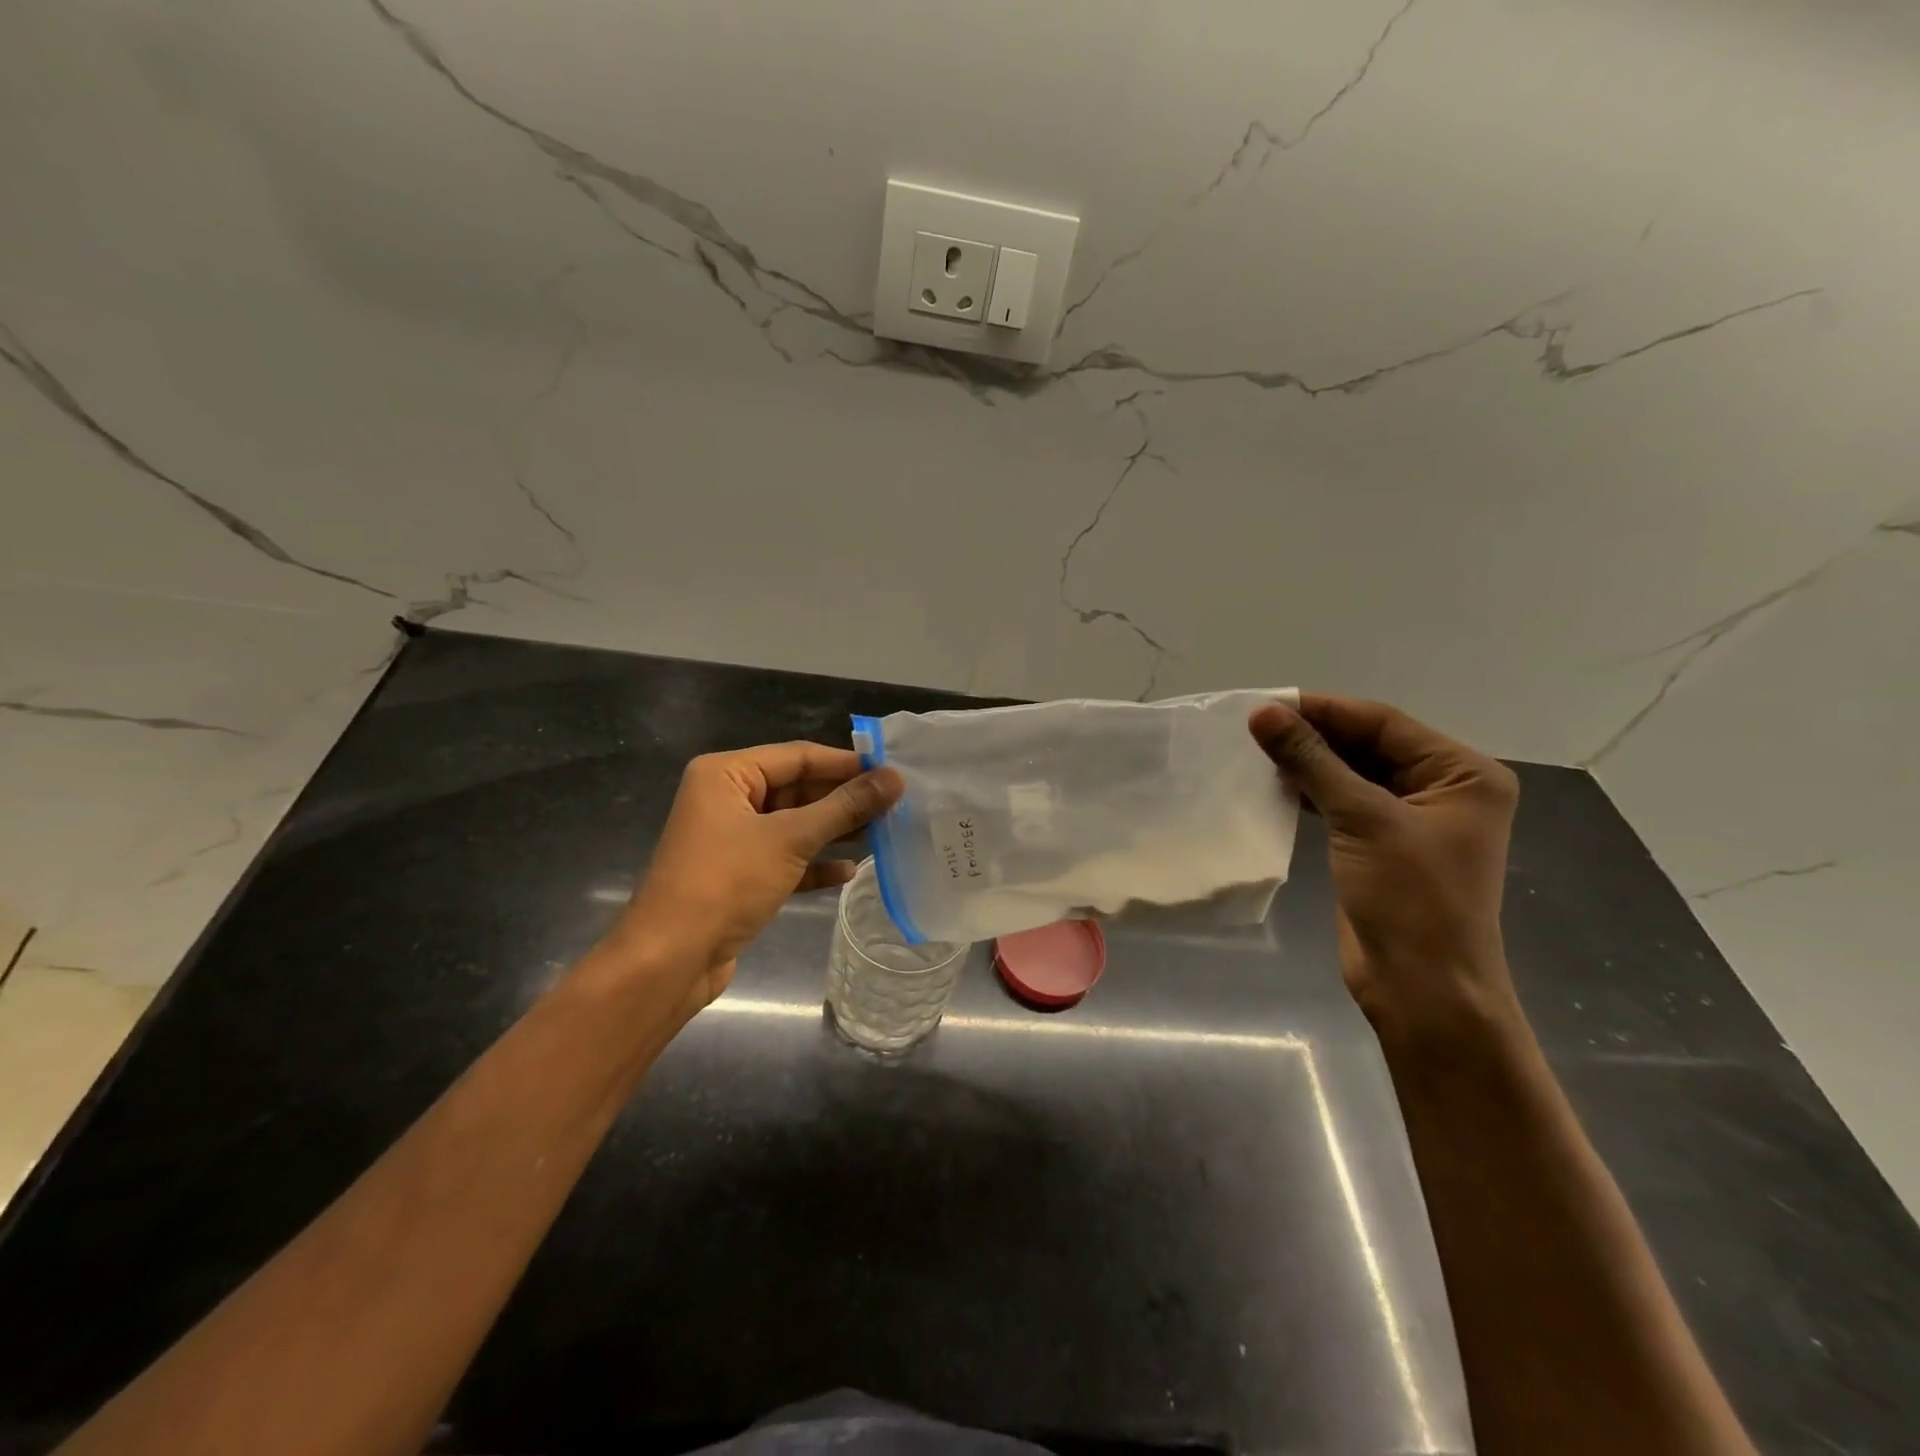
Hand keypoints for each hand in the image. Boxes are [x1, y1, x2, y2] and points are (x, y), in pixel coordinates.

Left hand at [608, 742, 902, 1017]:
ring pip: (794, 824)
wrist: (670, 960)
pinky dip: (815, 863)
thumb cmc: (725, 883)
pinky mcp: (739, 875)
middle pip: (798, 788)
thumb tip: (895, 778)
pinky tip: (849, 870)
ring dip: (834, 830)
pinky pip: (785, 858)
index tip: (893, 771)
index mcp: (726, 774)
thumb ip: (845, 807)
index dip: (847, 763)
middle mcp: (727, 798)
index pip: (798, 756)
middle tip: (895, 804)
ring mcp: (732, 838)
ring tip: (883, 833)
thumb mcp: (790, 839)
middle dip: (844, 799)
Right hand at [1250, 694, 1521, 1042]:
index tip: (1266, 703)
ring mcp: (1411, 819)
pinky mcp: (1381, 844)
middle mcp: (1442, 789)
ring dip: (1308, 763)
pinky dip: (1310, 791)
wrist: (1422, 988)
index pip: (1383, 723)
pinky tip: (1274, 784)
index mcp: (1462, 774)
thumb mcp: (1362, 819)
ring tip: (1256, 750)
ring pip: (1351, 773)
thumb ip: (1312, 761)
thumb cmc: (1410, 899)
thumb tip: (1263, 714)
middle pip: (1368, 744)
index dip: (1323, 710)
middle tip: (1253, 727)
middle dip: (1313, 735)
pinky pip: (1342, 802)